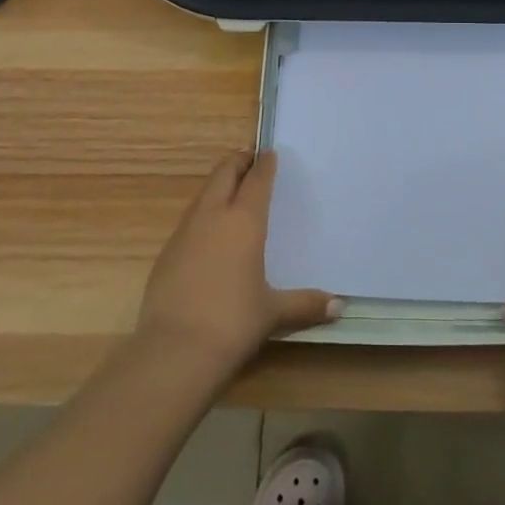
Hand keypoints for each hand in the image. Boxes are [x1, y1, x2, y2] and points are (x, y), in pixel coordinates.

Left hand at [135, 151, 338, 379]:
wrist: (174, 351)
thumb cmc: (233, 323)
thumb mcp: (273, 313)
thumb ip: (305, 304)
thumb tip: (339, 305)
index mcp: (244, 222)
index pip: (256, 180)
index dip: (264, 164)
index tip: (269, 153)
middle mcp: (213, 217)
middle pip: (224, 174)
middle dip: (237, 163)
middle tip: (249, 160)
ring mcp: (185, 233)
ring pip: (203, 195)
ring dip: (217, 186)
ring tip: (230, 191)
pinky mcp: (166, 253)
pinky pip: (188, 221)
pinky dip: (202, 214)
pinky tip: (207, 234)